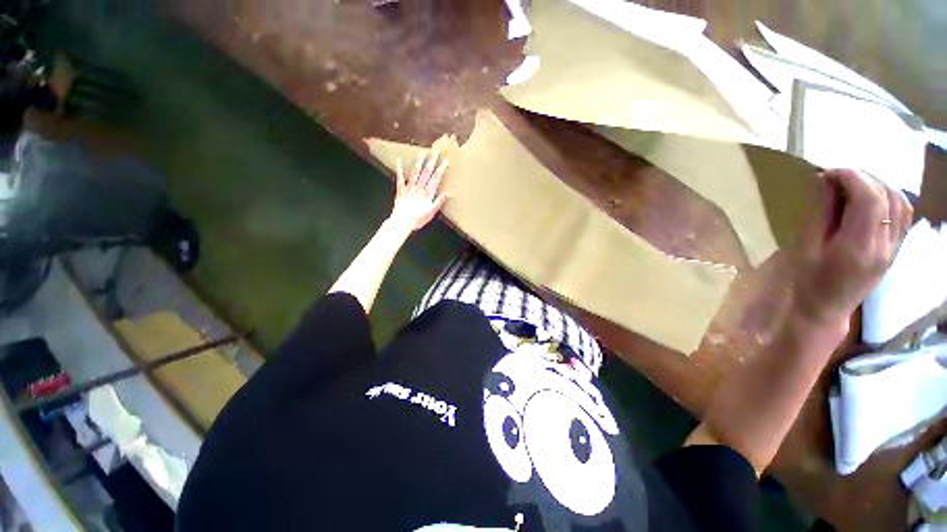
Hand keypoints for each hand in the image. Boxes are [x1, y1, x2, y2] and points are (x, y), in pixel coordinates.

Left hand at [388, 150, 448, 231]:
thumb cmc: (417, 219)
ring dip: (419, 162)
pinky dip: (400, 169)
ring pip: (415, 172)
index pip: (436, 178)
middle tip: (436, 151)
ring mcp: (409, 188)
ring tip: (423, 152)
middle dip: (432, 161)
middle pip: (426, 172)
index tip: (446, 160)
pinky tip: (399, 160)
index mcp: (427, 194)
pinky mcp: (401, 190)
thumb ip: (439, 202)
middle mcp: (419, 188)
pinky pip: (400, 178)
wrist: (402, 222)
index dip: (441, 169)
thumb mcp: (431, 213)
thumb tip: (447, 194)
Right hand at [793, 169, 912, 328]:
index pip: (869, 199)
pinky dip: (890, 198)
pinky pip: (903, 215)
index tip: (828, 172)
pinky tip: (871, 200)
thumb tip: (824, 179)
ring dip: (879, 186)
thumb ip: (819, 213)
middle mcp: (884, 246)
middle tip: (836, 179)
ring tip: (853, 186)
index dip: (851, 177)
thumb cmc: (807, 280)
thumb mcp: (805, 247)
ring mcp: (894, 248)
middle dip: (863, 178)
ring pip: (900, 203)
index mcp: (859, 248)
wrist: (824, 309)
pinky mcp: (895, 249)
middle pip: (887, 197)